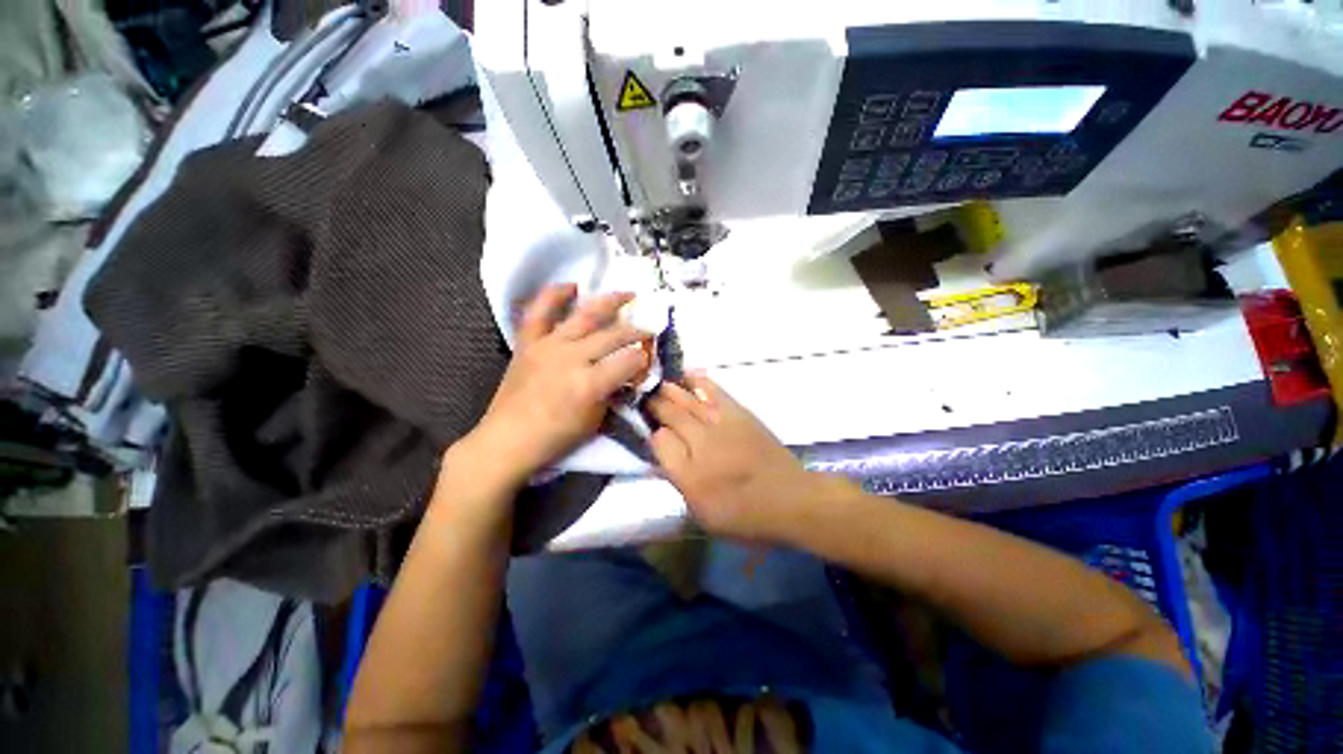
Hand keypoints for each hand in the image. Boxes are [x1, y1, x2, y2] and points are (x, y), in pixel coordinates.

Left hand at [462, 284, 650, 487]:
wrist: (508, 439)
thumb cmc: (556, 437)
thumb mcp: (595, 420)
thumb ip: (613, 391)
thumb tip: (626, 374)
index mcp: (590, 384)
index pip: (630, 361)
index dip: (644, 360)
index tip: (648, 361)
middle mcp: (572, 358)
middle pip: (614, 335)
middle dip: (637, 331)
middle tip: (648, 330)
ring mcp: (549, 345)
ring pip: (586, 315)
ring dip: (611, 301)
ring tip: (628, 294)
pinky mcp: (529, 342)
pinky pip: (540, 311)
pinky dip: (555, 294)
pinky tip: (572, 286)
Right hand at [647, 375, 826, 541]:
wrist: (789, 499)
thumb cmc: (744, 514)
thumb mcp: (702, 512)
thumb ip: (678, 479)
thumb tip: (664, 448)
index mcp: (689, 474)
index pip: (657, 441)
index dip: (651, 434)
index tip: (648, 431)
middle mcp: (701, 443)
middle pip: (668, 413)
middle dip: (653, 404)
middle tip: (642, 398)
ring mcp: (720, 423)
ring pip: (685, 398)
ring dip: (668, 390)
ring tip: (657, 384)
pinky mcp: (738, 412)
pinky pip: (712, 390)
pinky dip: (697, 380)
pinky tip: (687, 375)